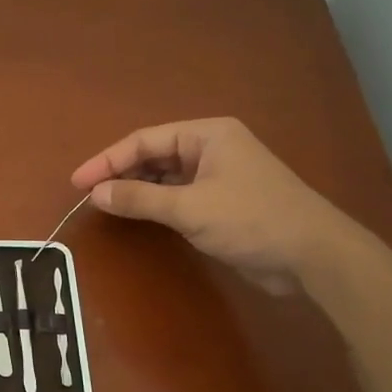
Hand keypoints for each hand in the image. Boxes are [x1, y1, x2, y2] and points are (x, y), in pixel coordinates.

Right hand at [70, 118, 358, 294]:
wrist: (313, 256)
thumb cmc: (252, 219)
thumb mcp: (190, 208)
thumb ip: (139, 199)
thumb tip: (95, 194)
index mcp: (207, 135)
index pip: (145, 140)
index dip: (108, 160)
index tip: (78, 182)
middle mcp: (212, 148)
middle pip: (154, 155)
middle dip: (121, 173)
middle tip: (88, 195)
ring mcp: (219, 175)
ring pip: (166, 176)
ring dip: (138, 190)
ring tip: (105, 205)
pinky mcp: (223, 202)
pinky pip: (179, 196)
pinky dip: (156, 204)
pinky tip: (137, 215)